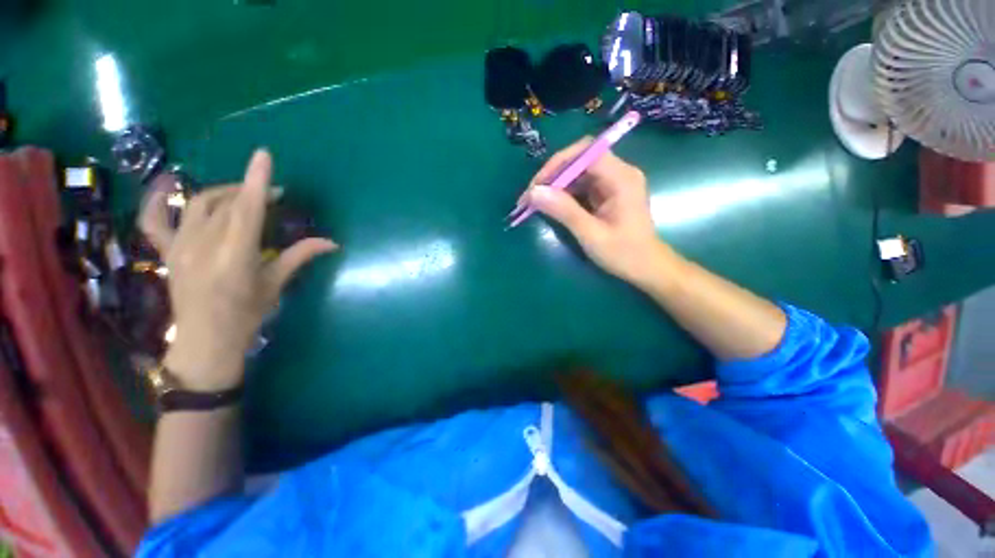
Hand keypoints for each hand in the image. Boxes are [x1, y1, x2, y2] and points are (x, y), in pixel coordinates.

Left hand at [139, 150, 337, 390]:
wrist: (205, 340)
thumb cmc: (247, 315)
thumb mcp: (276, 285)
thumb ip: (300, 257)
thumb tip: (333, 243)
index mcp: (235, 256)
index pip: (247, 210)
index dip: (256, 181)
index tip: (264, 156)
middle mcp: (203, 245)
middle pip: (226, 203)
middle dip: (251, 190)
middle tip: (273, 194)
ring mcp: (180, 246)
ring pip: (199, 204)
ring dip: (223, 193)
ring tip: (241, 195)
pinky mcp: (167, 251)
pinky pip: (154, 219)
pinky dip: (159, 198)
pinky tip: (170, 184)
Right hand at [524, 137, 675, 287]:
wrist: (647, 268)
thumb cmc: (624, 254)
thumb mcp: (591, 234)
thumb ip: (564, 211)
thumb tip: (534, 193)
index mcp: (621, 178)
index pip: (585, 152)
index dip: (558, 164)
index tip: (537, 185)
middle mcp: (618, 173)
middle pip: (580, 159)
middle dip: (553, 175)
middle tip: (531, 196)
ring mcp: (613, 183)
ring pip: (578, 172)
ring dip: (556, 185)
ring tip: (536, 202)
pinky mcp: (607, 193)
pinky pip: (581, 186)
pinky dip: (564, 194)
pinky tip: (551, 206)